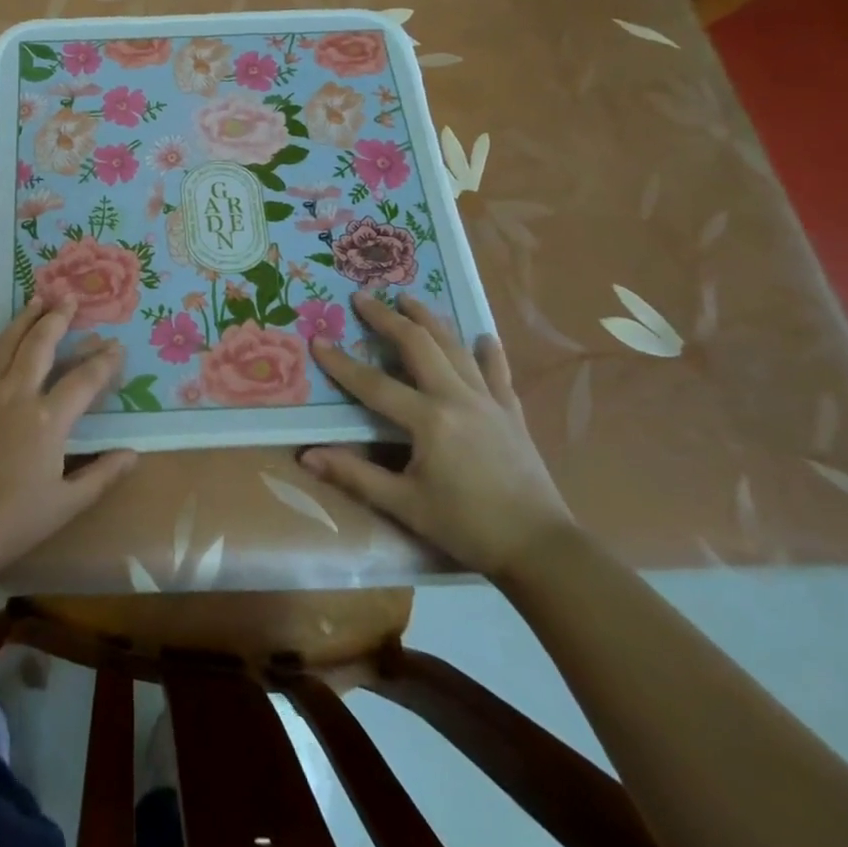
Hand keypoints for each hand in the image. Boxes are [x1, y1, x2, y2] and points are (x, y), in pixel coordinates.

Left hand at [0, 296, 138, 587]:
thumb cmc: (12, 522)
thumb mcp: (65, 505)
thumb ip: (101, 475)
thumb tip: (134, 454)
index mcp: (48, 419)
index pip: (84, 380)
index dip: (103, 361)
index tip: (116, 345)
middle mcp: (16, 395)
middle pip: (40, 346)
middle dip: (58, 319)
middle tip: (68, 297)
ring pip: (4, 346)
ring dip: (21, 321)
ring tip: (34, 300)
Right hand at [301, 293, 572, 577]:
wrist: (542, 549)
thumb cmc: (467, 527)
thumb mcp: (405, 505)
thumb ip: (355, 476)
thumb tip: (306, 457)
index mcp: (428, 420)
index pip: (373, 384)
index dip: (341, 363)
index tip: (317, 340)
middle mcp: (457, 397)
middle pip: (418, 345)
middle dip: (388, 318)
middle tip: (363, 297)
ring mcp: (489, 401)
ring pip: (455, 347)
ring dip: (430, 319)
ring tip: (409, 298)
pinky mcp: (512, 412)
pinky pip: (498, 372)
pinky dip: (489, 352)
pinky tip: (484, 336)